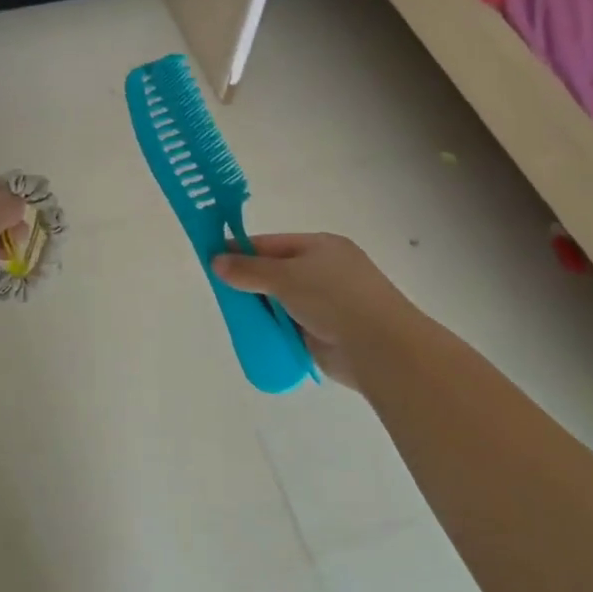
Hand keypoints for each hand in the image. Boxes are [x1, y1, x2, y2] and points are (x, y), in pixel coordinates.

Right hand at [214, 234, 417, 387]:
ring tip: (233, 316)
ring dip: (261, 309)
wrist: (380, 348)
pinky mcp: (326, 333)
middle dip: (249, 282)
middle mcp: (325, 271)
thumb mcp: (286, 276)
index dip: (242, 249)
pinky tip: (254, 335)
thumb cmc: (334, 298)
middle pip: (276, 272)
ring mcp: (327, 303)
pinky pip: (290, 327)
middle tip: (219, 291)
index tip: (212, 258)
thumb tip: (216, 261)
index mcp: (320, 246)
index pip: (272, 243)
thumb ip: (249, 270)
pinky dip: (275, 330)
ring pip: (282, 302)